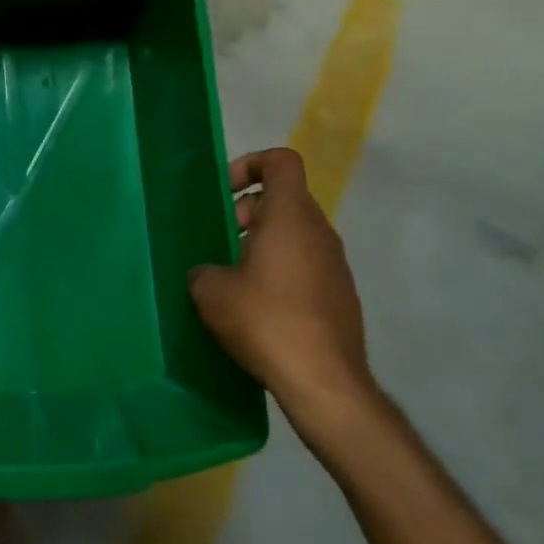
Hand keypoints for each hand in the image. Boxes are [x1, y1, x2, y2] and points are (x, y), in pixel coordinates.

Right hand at [187, 148, 379, 442]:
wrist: (324, 381)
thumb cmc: (265, 320)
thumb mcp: (211, 292)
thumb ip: (203, 270)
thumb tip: (209, 274)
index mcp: (290, 217)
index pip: (280, 162)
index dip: (249, 165)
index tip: (223, 193)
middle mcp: (319, 232)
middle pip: (284, 199)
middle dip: (247, 212)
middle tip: (220, 241)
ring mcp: (335, 264)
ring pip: (294, 233)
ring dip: (262, 243)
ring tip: (233, 277)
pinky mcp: (340, 295)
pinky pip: (305, 264)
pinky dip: (280, 270)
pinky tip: (257, 306)